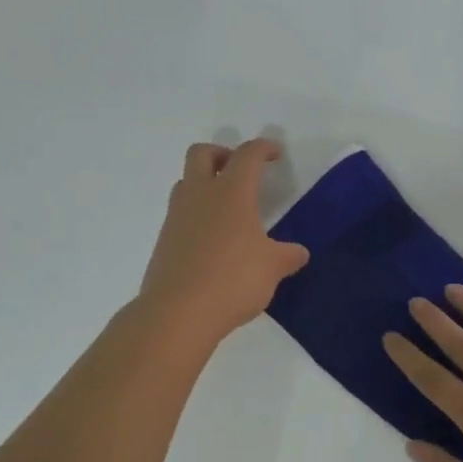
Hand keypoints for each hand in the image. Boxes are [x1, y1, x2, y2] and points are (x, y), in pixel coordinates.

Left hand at [137, 139, 309, 344]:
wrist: (177, 313)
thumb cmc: (233, 279)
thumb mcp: (272, 268)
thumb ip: (288, 255)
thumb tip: (299, 253)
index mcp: (231, 192)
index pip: (247, 155)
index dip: (263, 148)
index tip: (275, 153)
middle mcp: (199, 195)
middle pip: (201, 153)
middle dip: (222, 154)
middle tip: (240, 172)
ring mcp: (176, 217)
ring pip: (186, 183)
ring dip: (205, 185)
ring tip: (227, 209)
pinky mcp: (163, 242)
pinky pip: (180, 215)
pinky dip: (196, 217)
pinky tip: (213, 243)